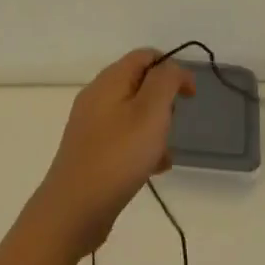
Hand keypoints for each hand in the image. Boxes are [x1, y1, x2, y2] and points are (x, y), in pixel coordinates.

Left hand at [35, 49, 194, 256]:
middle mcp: (97, 96)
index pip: (145, 56)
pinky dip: (141, 148)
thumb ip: (165, 81)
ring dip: (155, 129)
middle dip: (163, 103)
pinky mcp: (91, 150)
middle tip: (170, 126)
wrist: (74, 208)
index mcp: (109, 80)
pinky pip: (123, 138)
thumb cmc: (118, 155)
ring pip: (133, 114)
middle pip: (139, 84)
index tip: (190, 96)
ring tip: (163, 154)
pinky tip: (152, 170)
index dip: (172, 68)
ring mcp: (91, 124)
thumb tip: (172, 67)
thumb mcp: (150, 111)